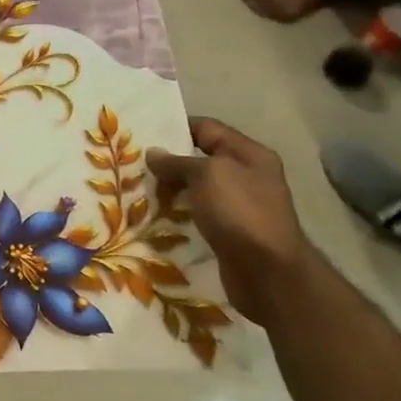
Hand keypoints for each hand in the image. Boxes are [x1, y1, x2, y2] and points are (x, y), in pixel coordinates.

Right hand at [146, 118, 316, 325]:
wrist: (268, 272)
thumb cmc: (240, 212)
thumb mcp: (206, 175)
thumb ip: (177, 161)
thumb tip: (153, 153)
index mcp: (249, 154)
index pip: (206, 128)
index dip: (175, 127)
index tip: (142, 133)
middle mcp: (247, 175)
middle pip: (199, 158)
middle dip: (167, 161)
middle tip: (133, 163)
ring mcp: (239, 204)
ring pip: (195, 187)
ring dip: (169, 188)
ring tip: (138, 188)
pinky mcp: (229, 229)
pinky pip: (197, 211)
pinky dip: (177, 211)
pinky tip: (155, 214)